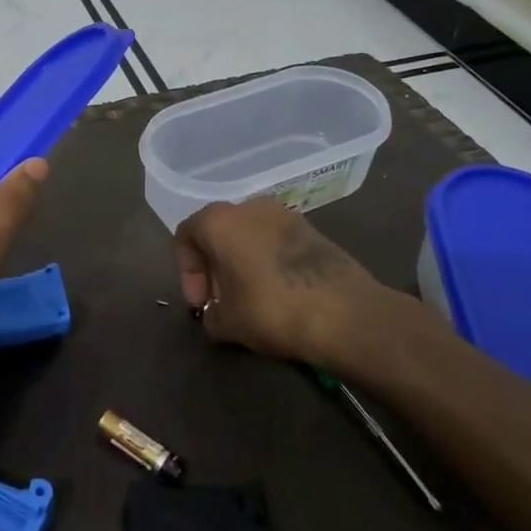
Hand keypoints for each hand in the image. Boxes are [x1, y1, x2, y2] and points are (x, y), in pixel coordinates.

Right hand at [174, 198, 426, 367]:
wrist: (345, 312)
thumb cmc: (272, 309)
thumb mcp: (228, 323)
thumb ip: (211, 316)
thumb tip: (215, 315)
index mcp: (219, 220)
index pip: (186, 236)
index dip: (187, 272)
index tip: (202, 304)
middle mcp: (249, 206)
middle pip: (218, 232)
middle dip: (214, 267)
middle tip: (221, 302)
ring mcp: (284, 214)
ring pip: (248, 235)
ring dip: (241, 263)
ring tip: (249, 299)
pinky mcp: (312, 229)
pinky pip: (275, 241)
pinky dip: (267, 262)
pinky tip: (277, 293)